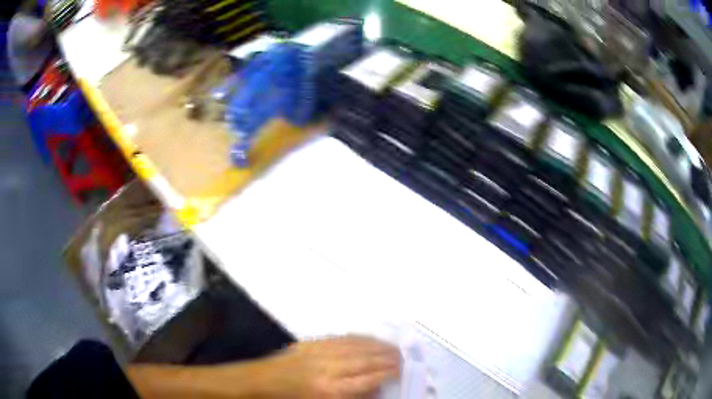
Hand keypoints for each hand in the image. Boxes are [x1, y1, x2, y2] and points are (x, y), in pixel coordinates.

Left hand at [265, 335, 400, 397]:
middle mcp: (328, 370)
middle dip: (387, 358)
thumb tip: (376, 390)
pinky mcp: (312, 344)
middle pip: (366, 361)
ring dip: (377, 346)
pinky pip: (341, 339)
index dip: (387, 373)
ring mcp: (320, 354)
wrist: (262, 383)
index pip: (368, 380)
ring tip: (392, 347)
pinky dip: (359, 338)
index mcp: (331, 391)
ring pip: (356, 347)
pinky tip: (369, 339)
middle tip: (403, 356)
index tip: (401, 370)